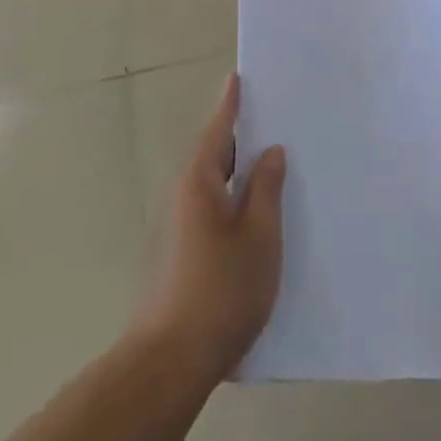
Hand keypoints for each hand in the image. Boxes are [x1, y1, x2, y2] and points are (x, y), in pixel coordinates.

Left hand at [133, 73, 285, 385]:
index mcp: (199, 183)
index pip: (218, 131)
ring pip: (212, 184)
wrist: (170, 362)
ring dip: (236, 169)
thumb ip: (266, 190)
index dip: (230, 105)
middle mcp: (182, 197)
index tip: (237, 78)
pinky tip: (254, 212)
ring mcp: (178, 227)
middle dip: (237, 136)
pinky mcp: (180, 253)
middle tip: (269, 118)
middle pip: (213, 155)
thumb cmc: (221, 291)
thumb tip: (270, 152)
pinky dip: (232, 196)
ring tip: (269, 161)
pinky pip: (210, 207)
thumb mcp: (259, 237)